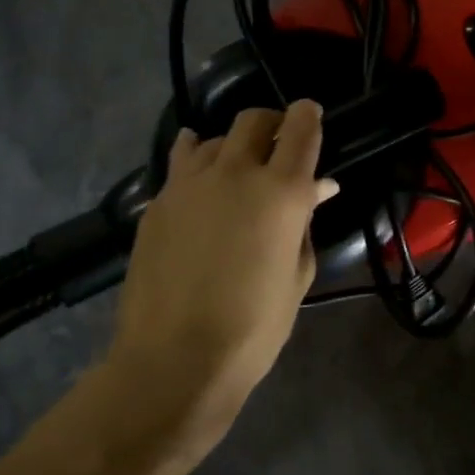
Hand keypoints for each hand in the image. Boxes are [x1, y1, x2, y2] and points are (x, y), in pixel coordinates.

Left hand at [104, 100, 338, 463]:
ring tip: (237, 168)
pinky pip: (181, 164)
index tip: (311, 114)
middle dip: (271, 123)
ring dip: (232, 144)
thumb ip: (305, 221)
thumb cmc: (254, 324)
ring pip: (213, 138)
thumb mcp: (297, 273)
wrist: (174, 359)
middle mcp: (235, 173)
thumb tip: (317, 188)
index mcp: (281, 191)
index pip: (300, 129)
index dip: (308, 115)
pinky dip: (196, 160)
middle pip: (253, 120)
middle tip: (278, 144)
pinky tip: (200, 176)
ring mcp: (189, 185)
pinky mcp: (157, 203)